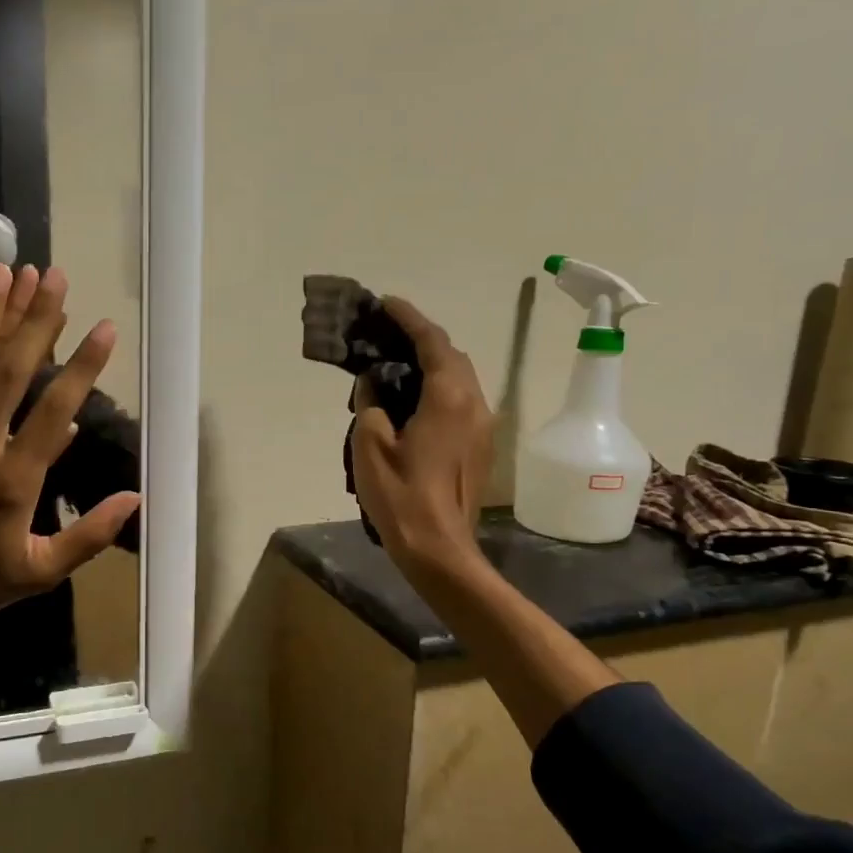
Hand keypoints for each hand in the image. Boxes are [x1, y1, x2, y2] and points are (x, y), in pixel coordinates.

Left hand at [0, 262, 141, 641]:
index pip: (54, 411)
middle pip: (7, 372)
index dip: (82, 366)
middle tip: (52, 274)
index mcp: (14, 482)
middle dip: (34, 320)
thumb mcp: (41, 572)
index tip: (104, 327)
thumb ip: (88, 536)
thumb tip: (135, 497)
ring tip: (2, 270)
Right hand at [351, 297, 494, 580]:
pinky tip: (411, 400)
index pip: (433, 342)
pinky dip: (438, 387)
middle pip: (452, 356)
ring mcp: (482, 427)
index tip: (386, 303)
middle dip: (421, 339)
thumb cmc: (401, 496)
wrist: (439, 549)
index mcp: (449, 398)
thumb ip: (371, 403)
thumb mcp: (370, 445)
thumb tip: (373, 385)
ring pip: (459, 379)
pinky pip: (460, 401)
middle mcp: (475, 404)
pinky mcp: (480, 446)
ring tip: (395, 363)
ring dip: (431, 364)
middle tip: (386, 334)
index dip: (409, 319)